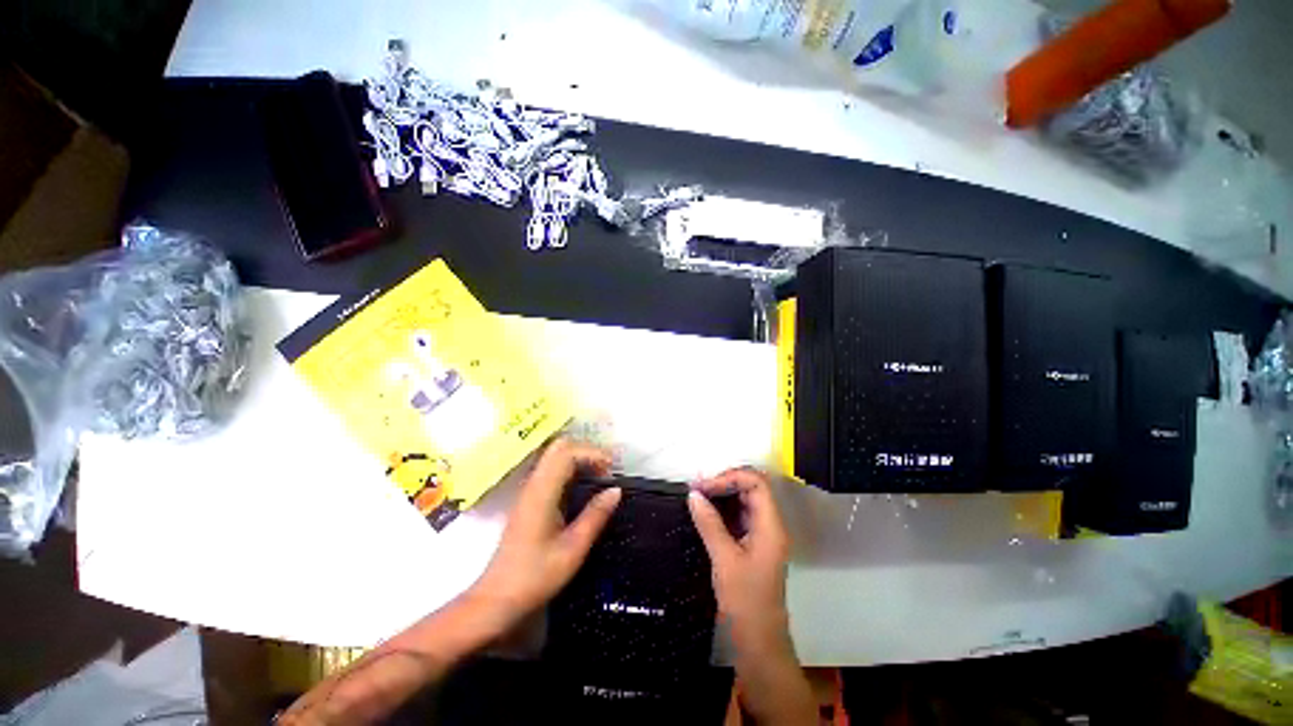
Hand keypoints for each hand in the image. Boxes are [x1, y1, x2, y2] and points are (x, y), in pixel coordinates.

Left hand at [468, 438, 621, 630]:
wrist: (497, 599)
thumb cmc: (535, 576)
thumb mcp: (573, 549)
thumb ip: (595, 515)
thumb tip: (616, 490)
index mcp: (542, 492)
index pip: (567, 452)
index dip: (593, 453)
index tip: (613, 469)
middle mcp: (533, 484)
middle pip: (559, 447)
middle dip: (587, 451)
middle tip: (607, 470)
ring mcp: (529, 490)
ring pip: (555, 456)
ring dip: (580, 458)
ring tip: (600, 476)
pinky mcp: (529, 499)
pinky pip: (552, 470)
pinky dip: (572, 469)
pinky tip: (584, 487)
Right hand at [687, 468, 792, 652]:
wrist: (758, 643)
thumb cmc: (746, 602)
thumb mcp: (724, 560)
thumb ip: (709, 523)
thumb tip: (693, 494)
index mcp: (770, 526)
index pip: (756, 483)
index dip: (730, 478)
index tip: (704, 486)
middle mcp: (769, 524)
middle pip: (751, 488)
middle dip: (723, 482)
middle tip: (696, 488)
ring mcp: (761, 534)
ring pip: (743, 501)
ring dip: (721, 494)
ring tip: (696, 495)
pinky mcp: (752, 543)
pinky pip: (737, 516)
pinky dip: (721, 509)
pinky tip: (704, 510)